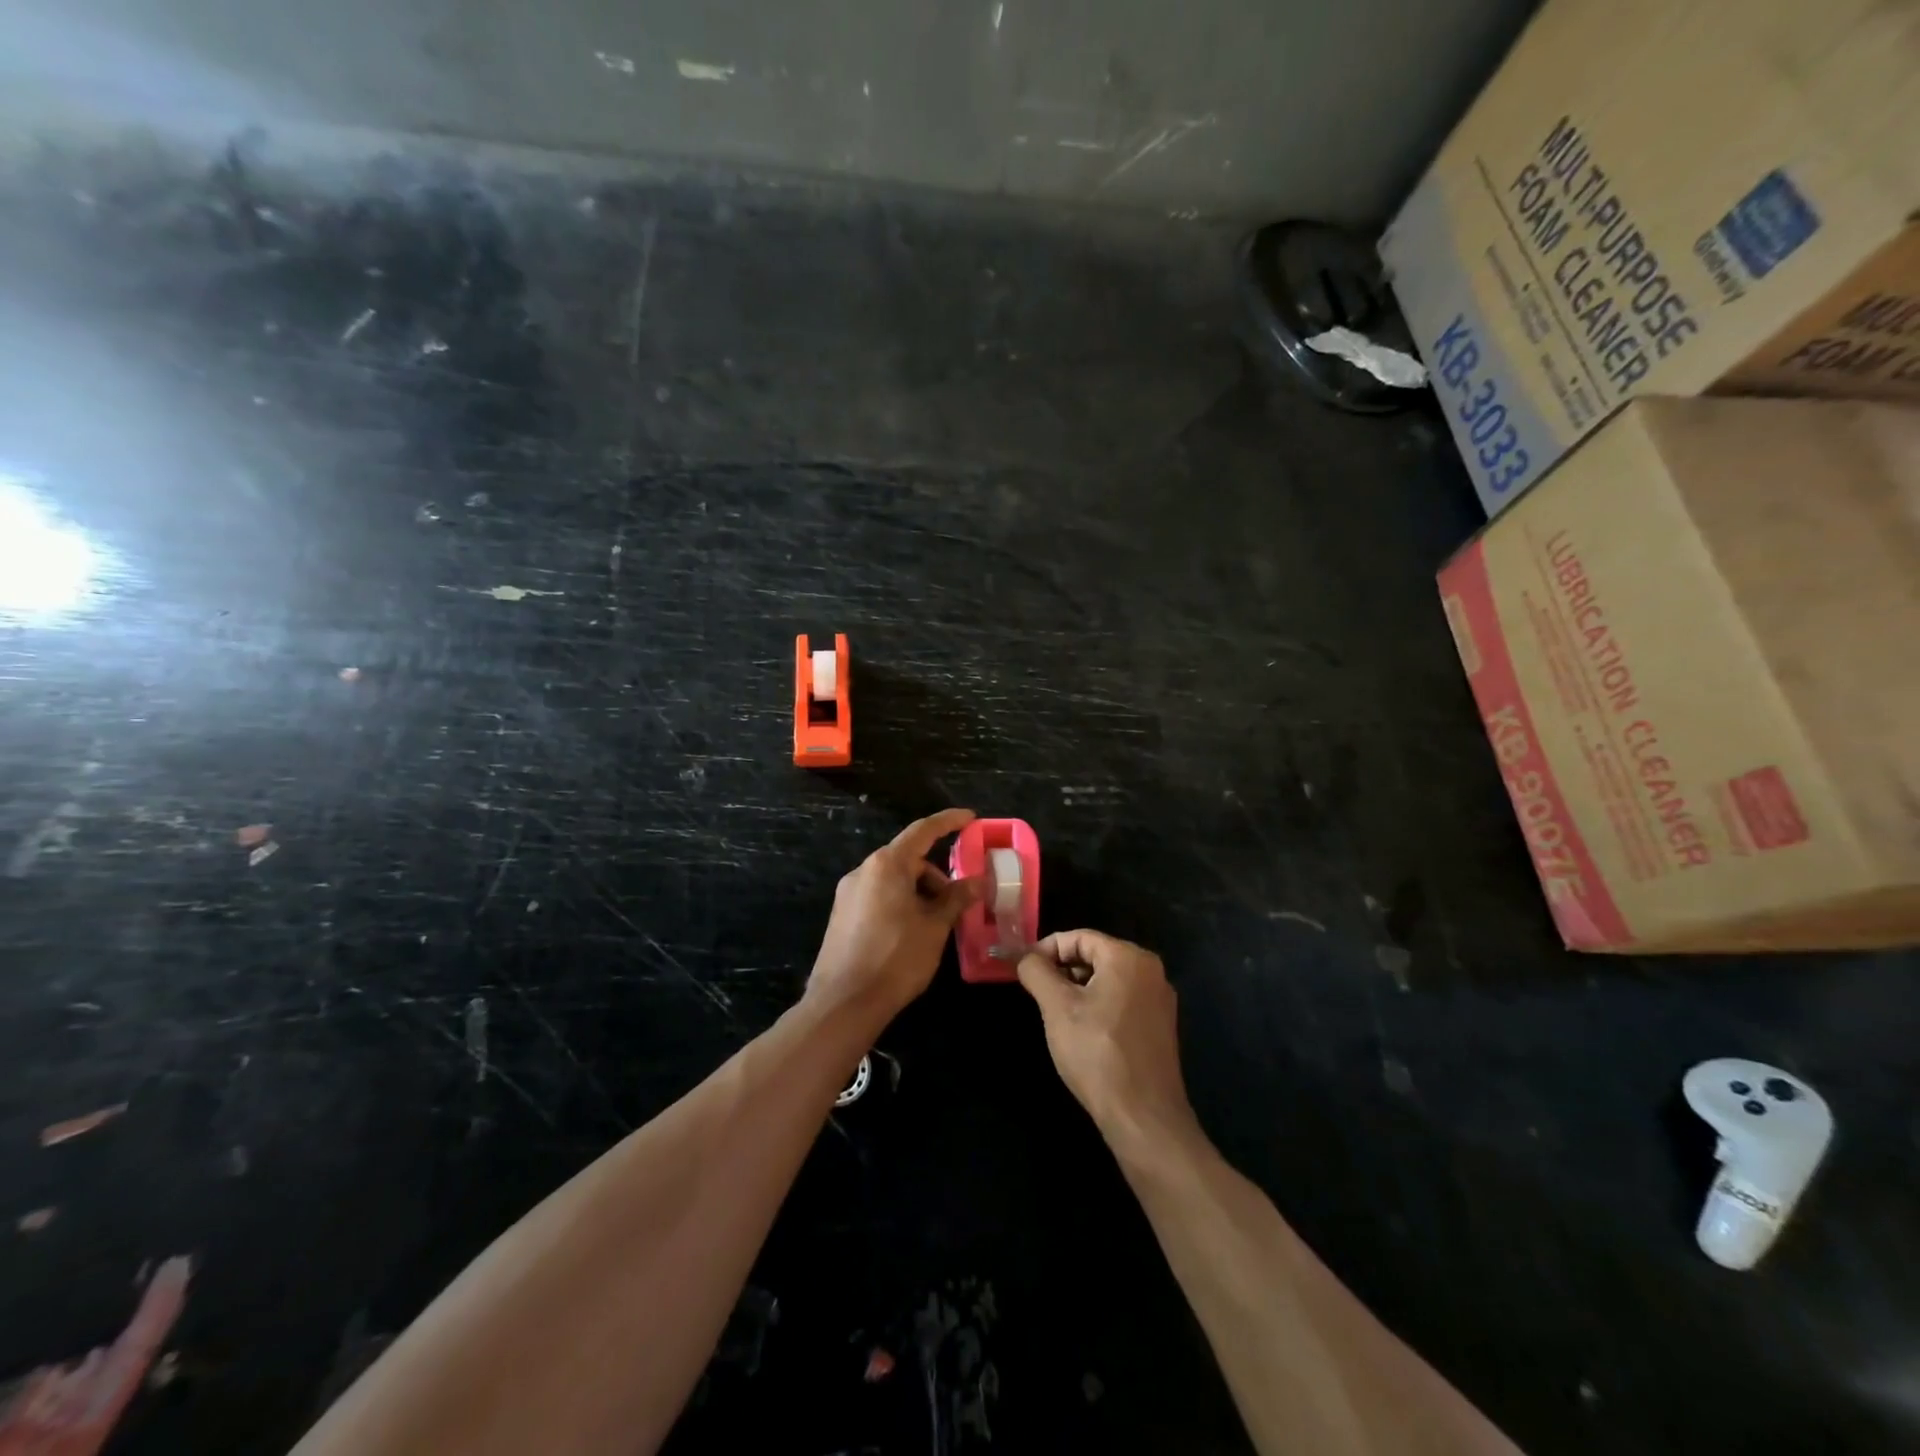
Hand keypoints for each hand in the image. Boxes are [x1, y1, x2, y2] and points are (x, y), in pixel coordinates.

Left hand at [807, 808, 979, 1023]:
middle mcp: (864, 870)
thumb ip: (956, 899)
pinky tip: (913, 932)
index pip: (923, 830)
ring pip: (893, 880)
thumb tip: (977, 882)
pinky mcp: (842, 915)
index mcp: (887, 864)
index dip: (948, 821)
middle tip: (959, 901)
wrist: (844, 1003)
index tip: (970, 818)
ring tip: (937, 924)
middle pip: (908, 859)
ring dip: (919, 892)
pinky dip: (901, 903)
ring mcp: (848, 893)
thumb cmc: (896, 959)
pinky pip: (879, 896)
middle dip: (936, 875)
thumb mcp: (934, 928)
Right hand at [1016, 930, 1196, 1146]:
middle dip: (1063, 970)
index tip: (1024, 970)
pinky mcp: (1160, 1025)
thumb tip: (1024, 957)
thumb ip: (1036, 972)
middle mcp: (1150, 970)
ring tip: (1057, 1015)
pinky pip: (1122, 1000)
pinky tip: (1083, 1032)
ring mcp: (1159, 999)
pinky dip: (1098, 1005)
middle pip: (1095, 955)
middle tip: (1038, 995)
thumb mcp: (1057, 1008)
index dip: (1046, 949)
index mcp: (1129, 957)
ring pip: (1108, 979)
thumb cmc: (1097, 1053)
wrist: (1143, 1117)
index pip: (1079, 937)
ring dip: (1079, 990)